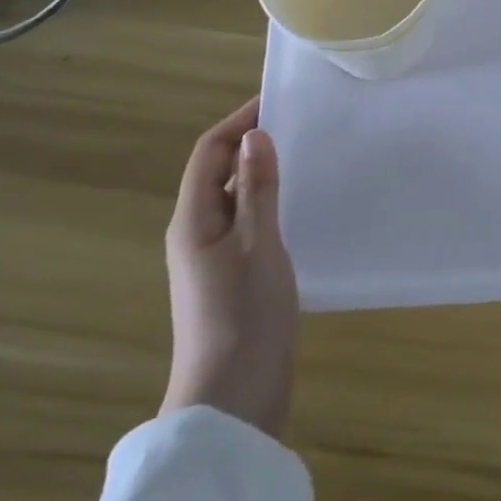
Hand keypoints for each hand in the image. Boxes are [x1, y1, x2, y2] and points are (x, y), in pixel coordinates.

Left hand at [161, 98, 297, 438]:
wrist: (233, 400)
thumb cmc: (244, 315)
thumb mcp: (259, 243)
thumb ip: (258, 188)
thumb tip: (255, 135)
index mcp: (193, 220)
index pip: (209, 153)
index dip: (239, 122)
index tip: (277, 101)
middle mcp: (196, 233)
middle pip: (219, 172)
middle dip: (252, 144)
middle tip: (301, 124)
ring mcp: (213, 258)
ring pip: (235, 199)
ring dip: (263, 174)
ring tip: (307, 156)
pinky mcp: (232, 278)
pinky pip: (247, 224)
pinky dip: (269, 204)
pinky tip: (301, 206)